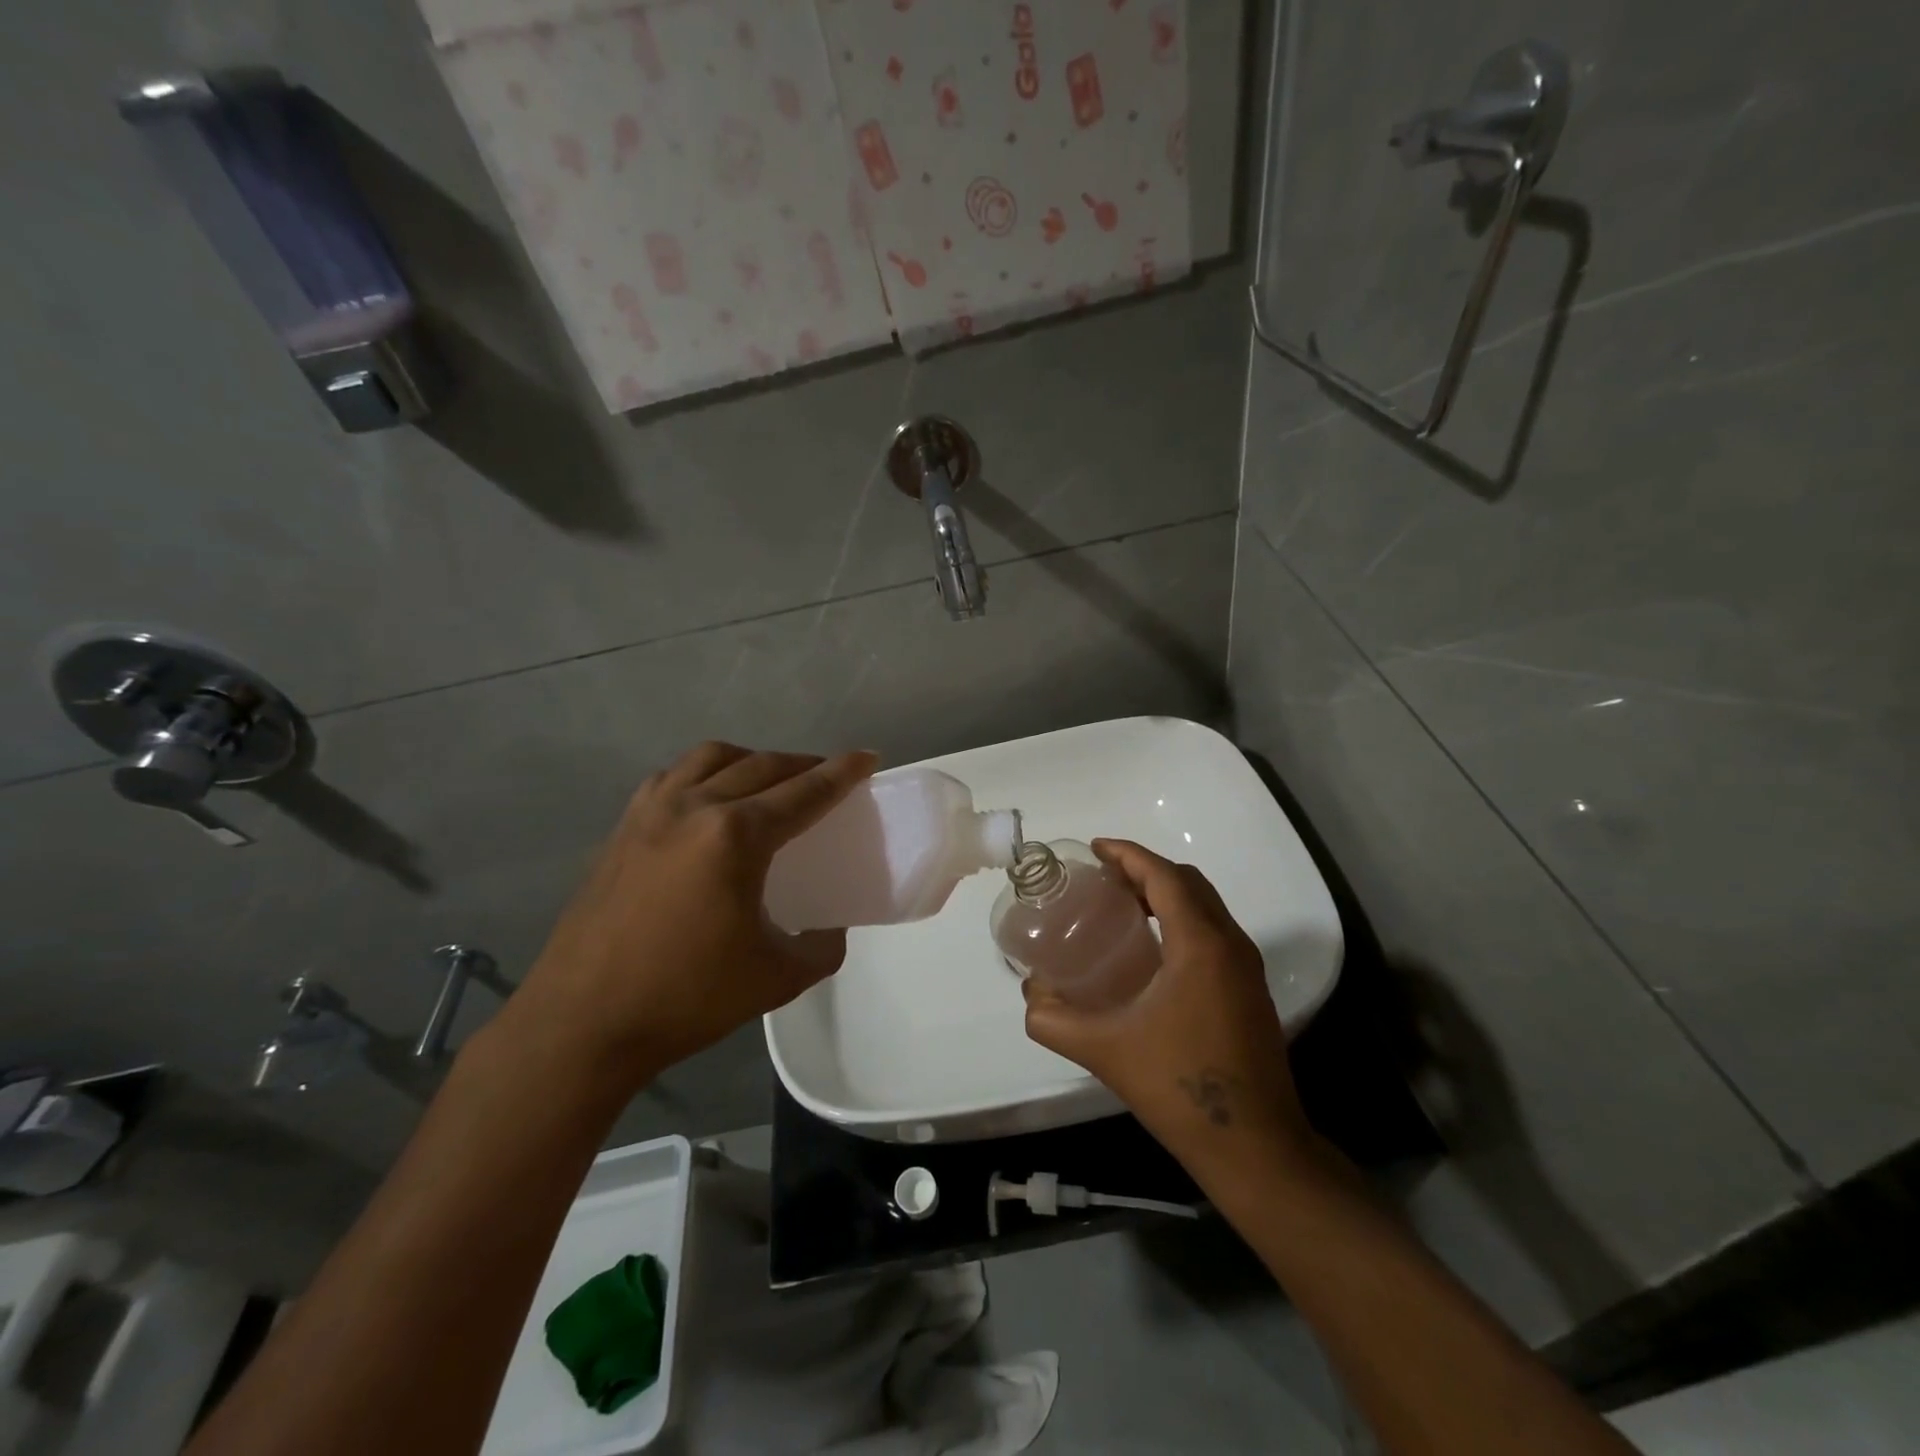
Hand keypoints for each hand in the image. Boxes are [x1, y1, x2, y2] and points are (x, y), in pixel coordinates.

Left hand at [502, 742, 876, 1092]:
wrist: (582, 1023)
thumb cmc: (686, 999)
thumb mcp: (777, 979)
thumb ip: (821, 948)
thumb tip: (828, 929)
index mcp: (735, 837)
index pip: (803, 792)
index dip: (841, 773)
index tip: (867, 757)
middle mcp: (694, 807)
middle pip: (762, 766)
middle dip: (803, 765)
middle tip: (828, 776)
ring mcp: (650, 813)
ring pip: (711, 758)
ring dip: (751, 760)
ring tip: (769, 781)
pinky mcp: (622, 829)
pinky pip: (672, 777)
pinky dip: (704, 773)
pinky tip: (708, 799)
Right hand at [1022, 839, 1316, 1172]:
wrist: (1256, 1147)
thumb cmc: (1180, 1087)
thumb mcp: (1105, 1050)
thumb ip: (1055, 1019)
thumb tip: (1030, 994)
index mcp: (1201, 944)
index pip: (1164, 876)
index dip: (1128, 855)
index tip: (1094, 849)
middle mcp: (1231, 944)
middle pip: (1188, 882)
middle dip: (1146, 870)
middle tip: (1103, 878)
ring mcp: (1247, 968)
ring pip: (1206, 906)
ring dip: (1167, 894)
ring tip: (1123, 907)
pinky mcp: (1251, 991)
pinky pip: (1215, 932)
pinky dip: (1183, 920)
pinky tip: (1152, 951)